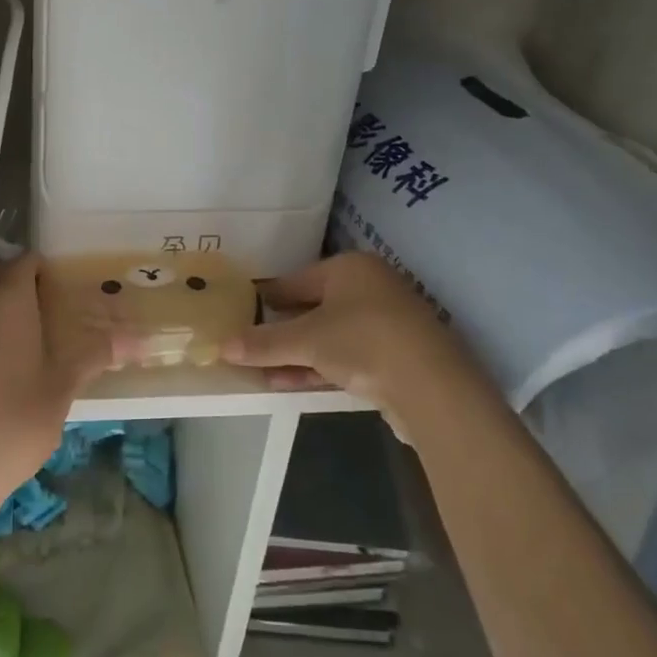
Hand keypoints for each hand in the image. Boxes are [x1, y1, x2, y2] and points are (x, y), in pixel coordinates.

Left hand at [0, 254, 109, 511]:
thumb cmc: (12, 421)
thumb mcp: (62, 388)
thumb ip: (95, 356)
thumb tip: (140, 339)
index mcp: (6, 303)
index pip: (24, 264)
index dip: (47, 267)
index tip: (71, 283)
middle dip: (14, 277)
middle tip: (46, 299)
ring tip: (35, 332)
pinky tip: (12, 364)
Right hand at [223, 252, 496, 438]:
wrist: (433, 388)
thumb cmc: (364, 342)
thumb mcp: (306, 341)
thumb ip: (265, 343)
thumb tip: (223, 346)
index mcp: (350, 268)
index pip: (296, 280)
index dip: (266, 298)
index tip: (239, 312)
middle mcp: (369, 288)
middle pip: (313, 308)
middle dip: (280, 331)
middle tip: (247, 345)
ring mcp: (385, 323)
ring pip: (329, 336)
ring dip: (296, 355)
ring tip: (260, 372)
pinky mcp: (394, 357)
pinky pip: (346, 357)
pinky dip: (319, 368)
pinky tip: (290, 383)